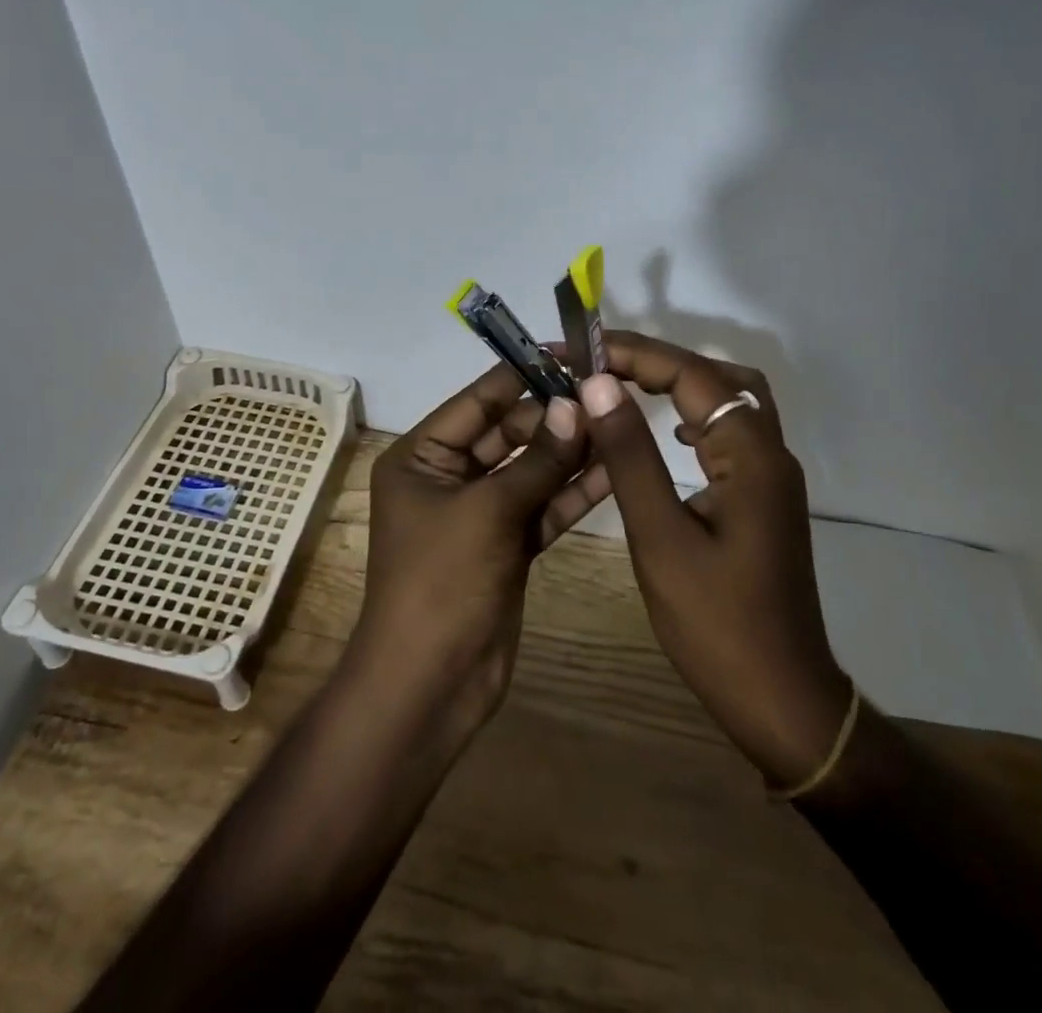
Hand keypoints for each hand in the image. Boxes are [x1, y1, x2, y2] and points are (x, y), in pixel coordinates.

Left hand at [355, 364, 609, 730]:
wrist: (430, 684)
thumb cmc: (441, 582)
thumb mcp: (488, 511)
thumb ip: (537, 460)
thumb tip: (575, 405)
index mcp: (422, 457)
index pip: (478, 401)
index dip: (522, 376)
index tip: (570, 355)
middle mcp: (449, 477)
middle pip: (509, 433)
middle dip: (554, 418)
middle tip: (607, 398)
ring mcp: (481, 513)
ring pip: (531, 470)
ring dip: (570, 453)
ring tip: (619, 424)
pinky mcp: (508, 546)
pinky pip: (543, 507)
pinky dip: (573, 493)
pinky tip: (615, 471)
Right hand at [575, 331, 851, 787]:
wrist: (781, 700)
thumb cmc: (716, 623)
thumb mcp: (661, 536)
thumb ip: (630, 455)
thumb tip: (599, 384)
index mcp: (751, 454)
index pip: (691, 374)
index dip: (634, 353)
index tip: (581, 350)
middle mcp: (770, 451)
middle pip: (716, 377)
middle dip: (655, 361)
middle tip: (598, 365)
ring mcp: (771, 475)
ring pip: (728, 401)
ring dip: (676, 385)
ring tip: (621, 387)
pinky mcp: (763, 498)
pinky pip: (729, 433)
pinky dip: (692, 416)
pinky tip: (664, 434)